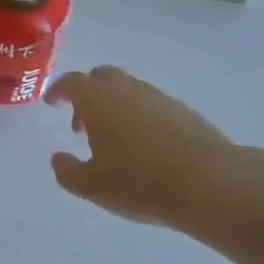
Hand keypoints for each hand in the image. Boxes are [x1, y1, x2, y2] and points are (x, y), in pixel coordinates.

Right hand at [46, 66, 243, 230]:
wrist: (211, 183)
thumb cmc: (140, 182)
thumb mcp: (93, 186)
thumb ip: (68, 172)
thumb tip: (58, 159)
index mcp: (98, 100)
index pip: (71, 82)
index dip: (58, 91)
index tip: (52, 103)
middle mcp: (127, 90)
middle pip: (102, 77)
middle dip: (88, 94)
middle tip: (83, 124)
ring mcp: (159, 98)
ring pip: (129, 90)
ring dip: (115, 107)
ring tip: (115, 141)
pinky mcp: (185, 113)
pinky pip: (152, 106)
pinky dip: (141, 118)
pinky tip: (146, 148)